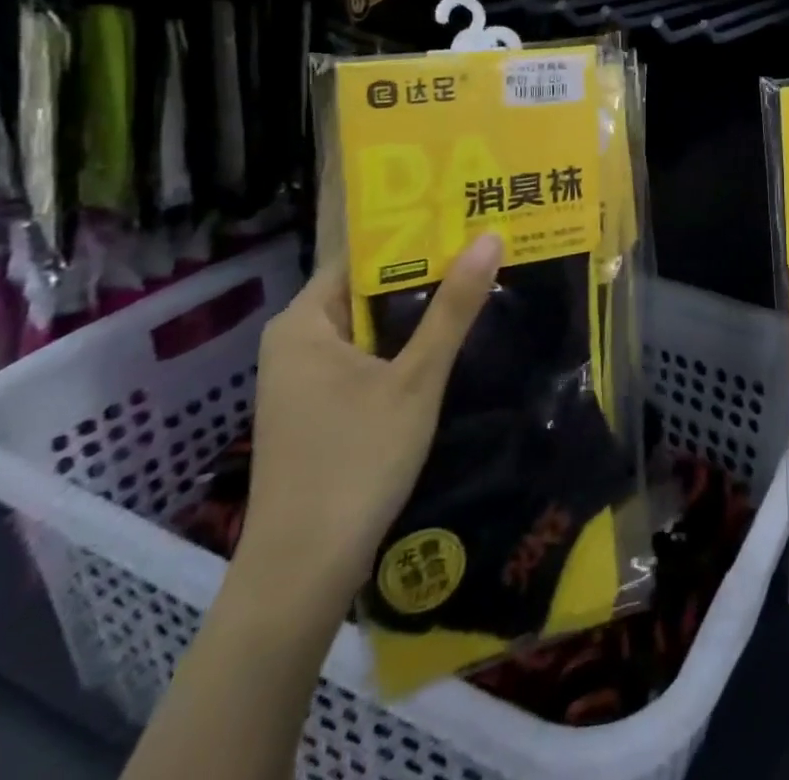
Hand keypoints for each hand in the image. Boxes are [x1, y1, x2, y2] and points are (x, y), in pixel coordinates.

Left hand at [232, 235, 500, 606]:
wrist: (302, 575)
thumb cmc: (354, 462)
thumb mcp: (415, 379)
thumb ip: (453, 307)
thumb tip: (490, 236)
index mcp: (303, 322)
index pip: (362, 254)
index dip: (414, 232)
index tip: (465, 214)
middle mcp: (297, 341)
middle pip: (369, 288)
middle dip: (426, 270)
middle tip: (485, 242)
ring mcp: (307, 378)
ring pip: (372, 324)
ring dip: (419, 308)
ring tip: (479, 278)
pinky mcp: (322, 408)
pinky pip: (369, 356)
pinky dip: (406, 343)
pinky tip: (450, 337)